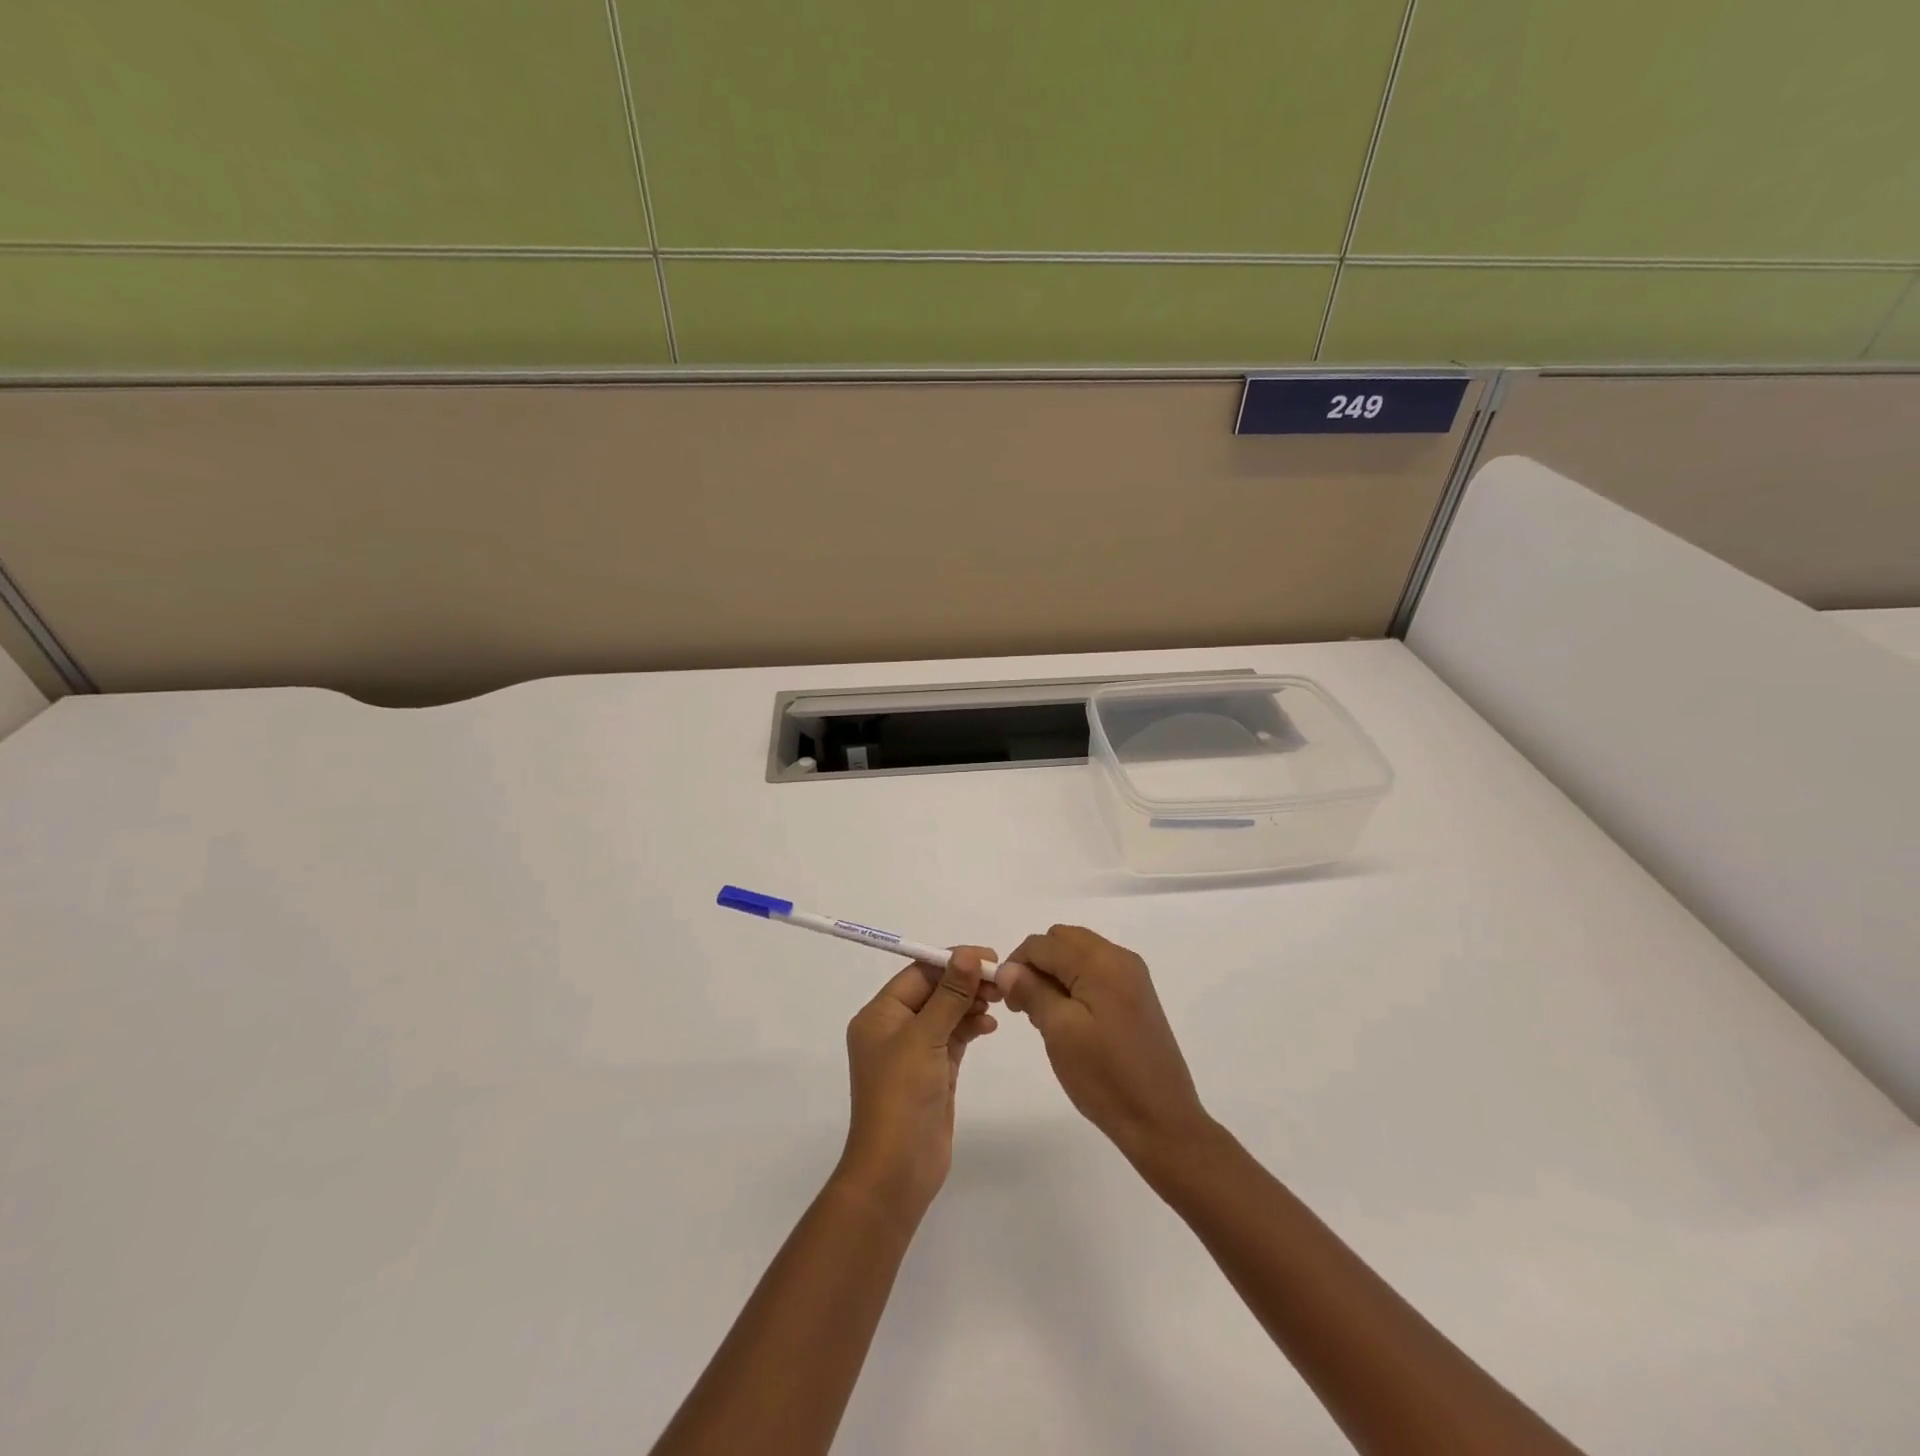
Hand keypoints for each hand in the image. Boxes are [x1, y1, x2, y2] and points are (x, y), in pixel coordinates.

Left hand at [835, 947, 999, 1220]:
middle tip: (1000, 982)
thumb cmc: (902, 1095)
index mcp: (880, 1015)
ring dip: (970, 1003)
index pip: (918, 973)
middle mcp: (893, 1028)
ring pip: (945, 1013)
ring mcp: (913, 1052)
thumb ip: (950, 994)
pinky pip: (953, 1037)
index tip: (988, 957)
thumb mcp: (925, 1037)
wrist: (897, 1170)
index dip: (952, 961)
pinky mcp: (932, 1072)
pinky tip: (989, 1026)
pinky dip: (970, 1027)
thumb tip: (968, 953)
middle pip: (933, 991)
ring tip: (998, 1003)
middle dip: (965, 982)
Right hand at [999, 926, 1212, 1167]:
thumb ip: (1031, 991)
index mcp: (1100, 961)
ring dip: (1055, 973)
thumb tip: (1007, 968)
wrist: (1161, 1120)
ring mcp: (1132, 976)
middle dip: (1037, 964)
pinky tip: (1069, 1019)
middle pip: (1063, 940)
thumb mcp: (1059, 1031)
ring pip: (1078, 954)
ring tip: (1045, 1016)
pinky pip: (1096, 972)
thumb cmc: (1105, 1076)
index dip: (1016, 964)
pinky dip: (1075, 983)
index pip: (1043, 943)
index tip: (1006, 1000)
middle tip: (1024, 1005)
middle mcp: (1119, 957)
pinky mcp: (1137, 995)